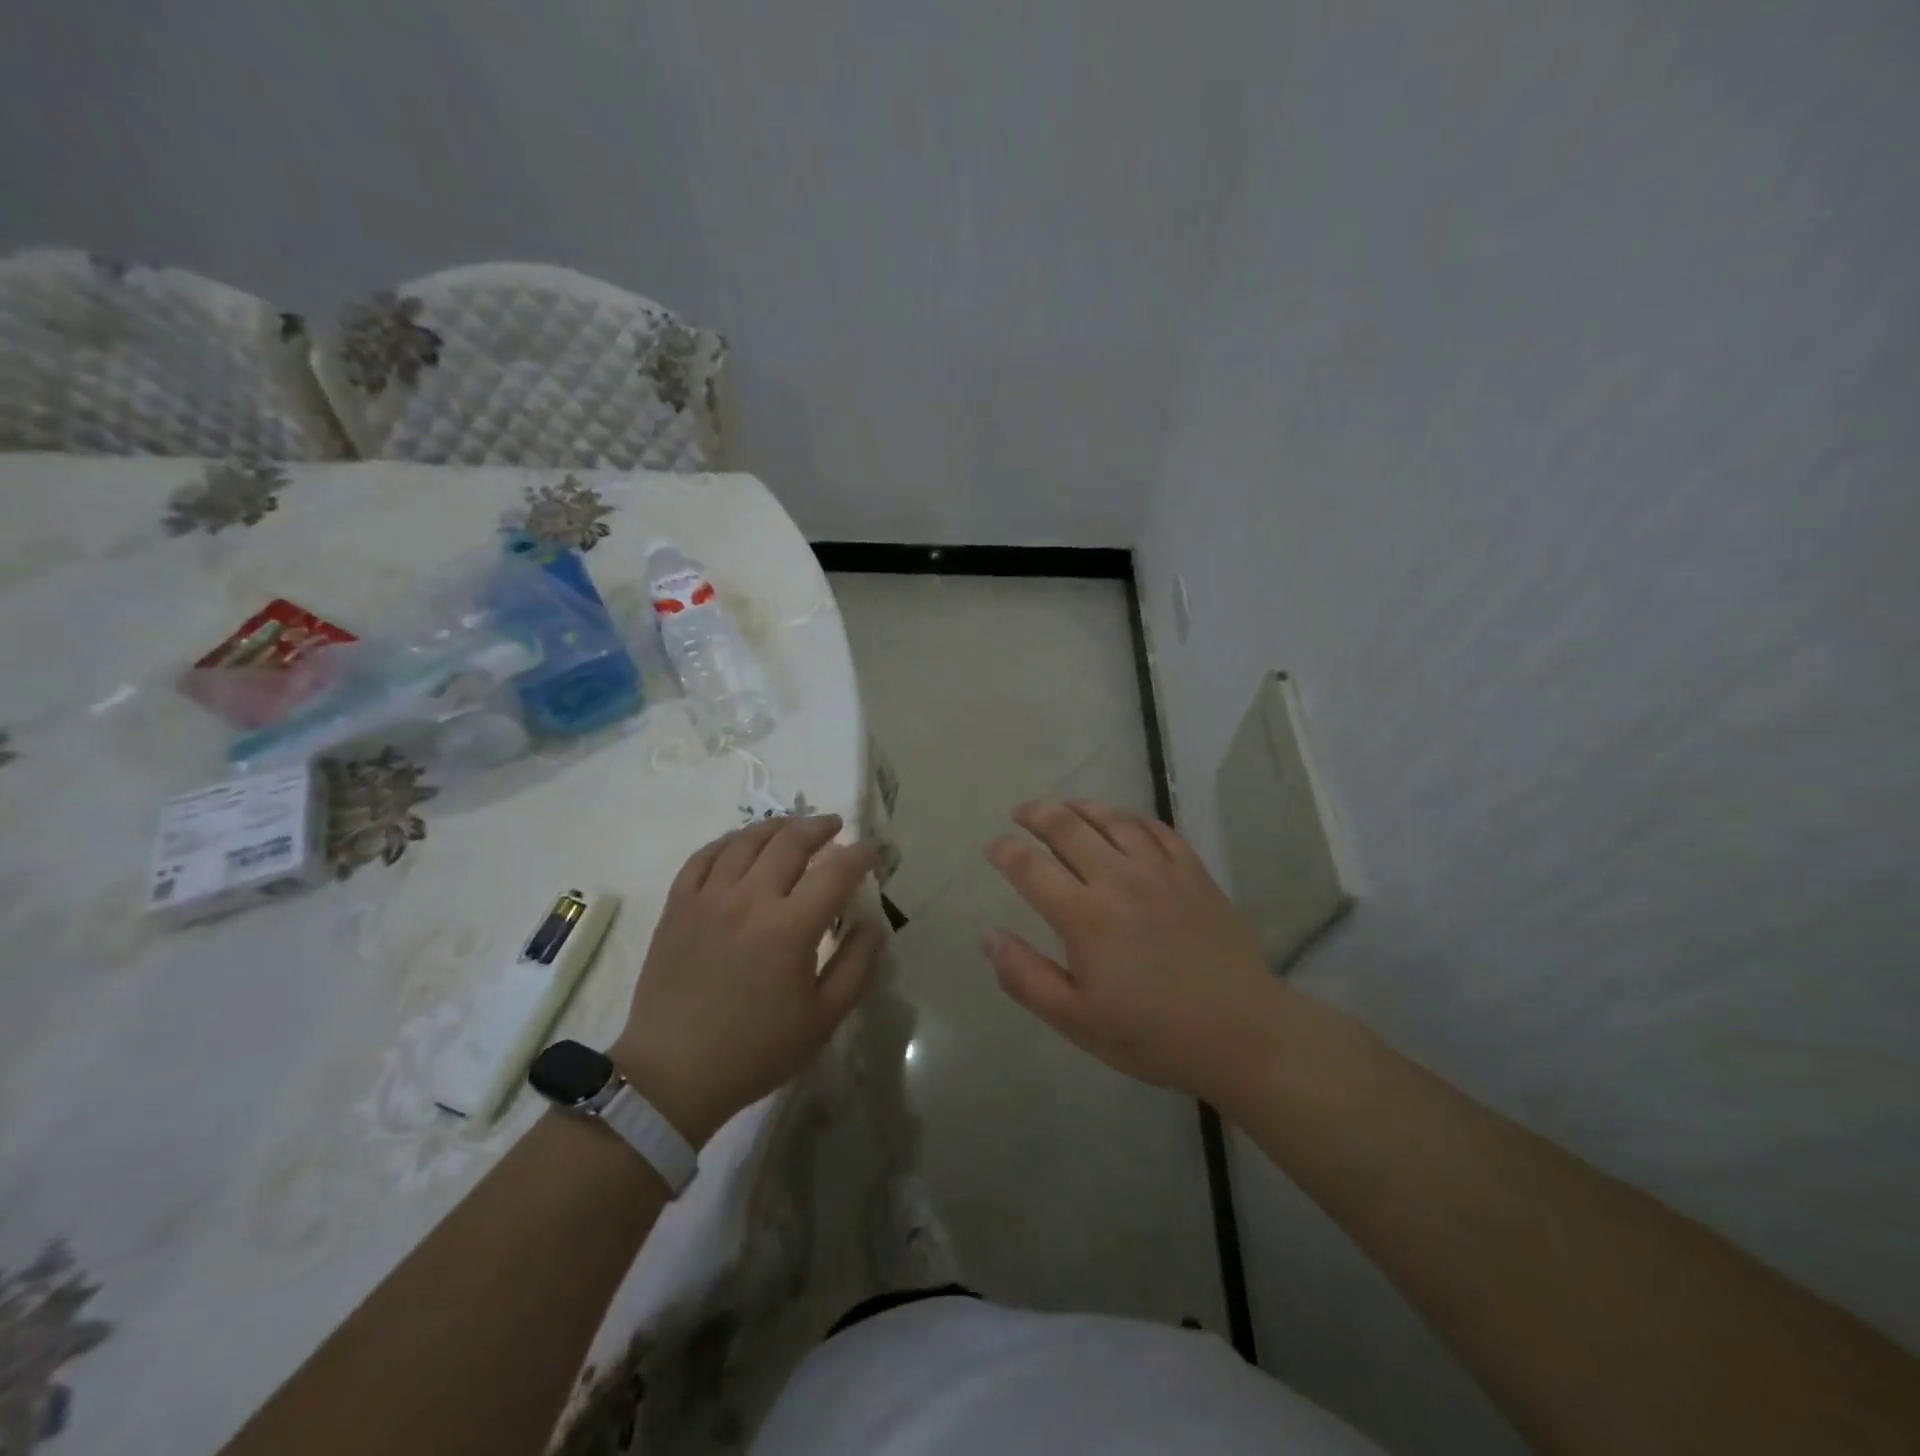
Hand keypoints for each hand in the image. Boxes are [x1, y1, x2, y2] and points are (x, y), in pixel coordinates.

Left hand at [612, 815, 881, 1146]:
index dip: (859, 855)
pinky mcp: (677, 906)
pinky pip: (704, 857)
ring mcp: (708, 898)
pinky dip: (728, 842)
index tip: (869, 853)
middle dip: (819, 827)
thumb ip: (856, 965)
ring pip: (746, 840)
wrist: (673, 1074)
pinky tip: (741, 844)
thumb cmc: (756, 1051)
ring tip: (792, 827)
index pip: (836, 871)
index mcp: (791, 927)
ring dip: (776, 827)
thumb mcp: (823, 1018)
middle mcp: (750, 899)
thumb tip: (872, 923)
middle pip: (791, 841)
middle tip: (834, 826)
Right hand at [982, 800, 1283, 1102]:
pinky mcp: (1194, 872)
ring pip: (1112, 819)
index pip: (1030, 867)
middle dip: (1036, 814)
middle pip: (1067, 827)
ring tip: (1064, 806)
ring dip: (1080, 807)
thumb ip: (1025, 976)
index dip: (1005, 852)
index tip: (993, 847)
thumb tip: (988, 934)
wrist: (1242, 1033)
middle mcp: (1119, 879)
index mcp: (1085, 916)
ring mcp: (1161, 871)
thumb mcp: (1076, 1020)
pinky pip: (1156, 829)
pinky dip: (1130, 818)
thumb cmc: (1153, 1034)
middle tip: (1021, 813)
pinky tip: (1122, 821)